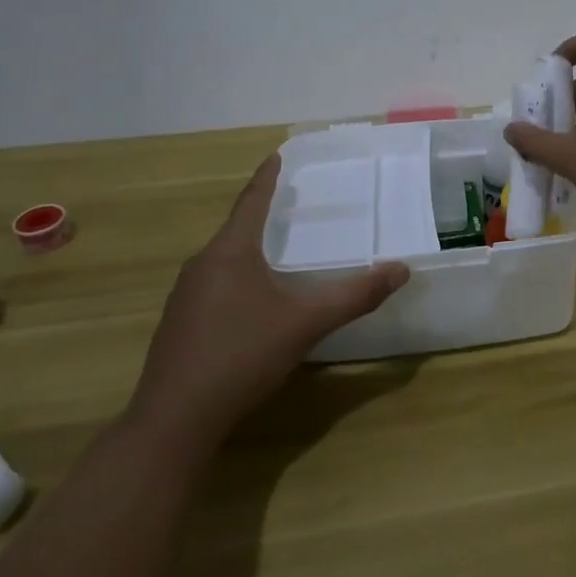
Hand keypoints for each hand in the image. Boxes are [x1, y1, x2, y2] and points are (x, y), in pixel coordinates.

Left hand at [125, 154, 407, 455]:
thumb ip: (354, 296)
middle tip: (289, 204)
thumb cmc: (242, 356)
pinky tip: (252, 302)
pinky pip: (213, 286)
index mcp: (230, 252)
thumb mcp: (306, 323)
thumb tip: (401, 270)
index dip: (267, 178)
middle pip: (236, 229)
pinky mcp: (178, 325)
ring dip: (248, 250)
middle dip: (261, 215)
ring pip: (223, 260)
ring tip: (275, 250)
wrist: (174, 420)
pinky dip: (236, 279)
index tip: (276, 156)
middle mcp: (202, 265)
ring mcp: (184, 296)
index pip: (252, 201)